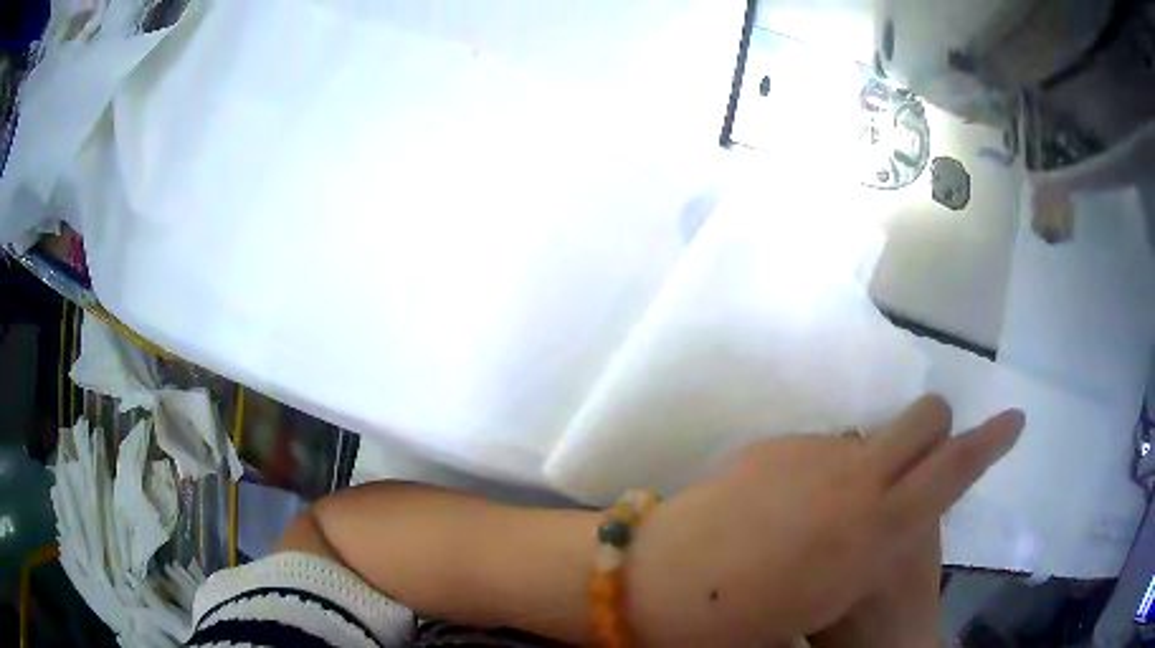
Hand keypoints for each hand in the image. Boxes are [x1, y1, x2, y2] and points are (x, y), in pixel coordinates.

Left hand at [626, 395, 1023, 647]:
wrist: (660, 581)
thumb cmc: (746, 622)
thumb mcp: (831, 600)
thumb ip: (875, 553)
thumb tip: (887, 528)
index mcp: (877, 526)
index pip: (954, 469)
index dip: (991, 443)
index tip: (1015, 419)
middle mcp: (856, 475)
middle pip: (923, 420)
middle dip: (936, 430)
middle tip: (923, 464)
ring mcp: (813, 451)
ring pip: (869, 437)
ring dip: (872, 463)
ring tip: (832, 516)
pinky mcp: (774, 445)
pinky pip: (822, 449)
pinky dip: (826, 472)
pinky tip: (787, 513)